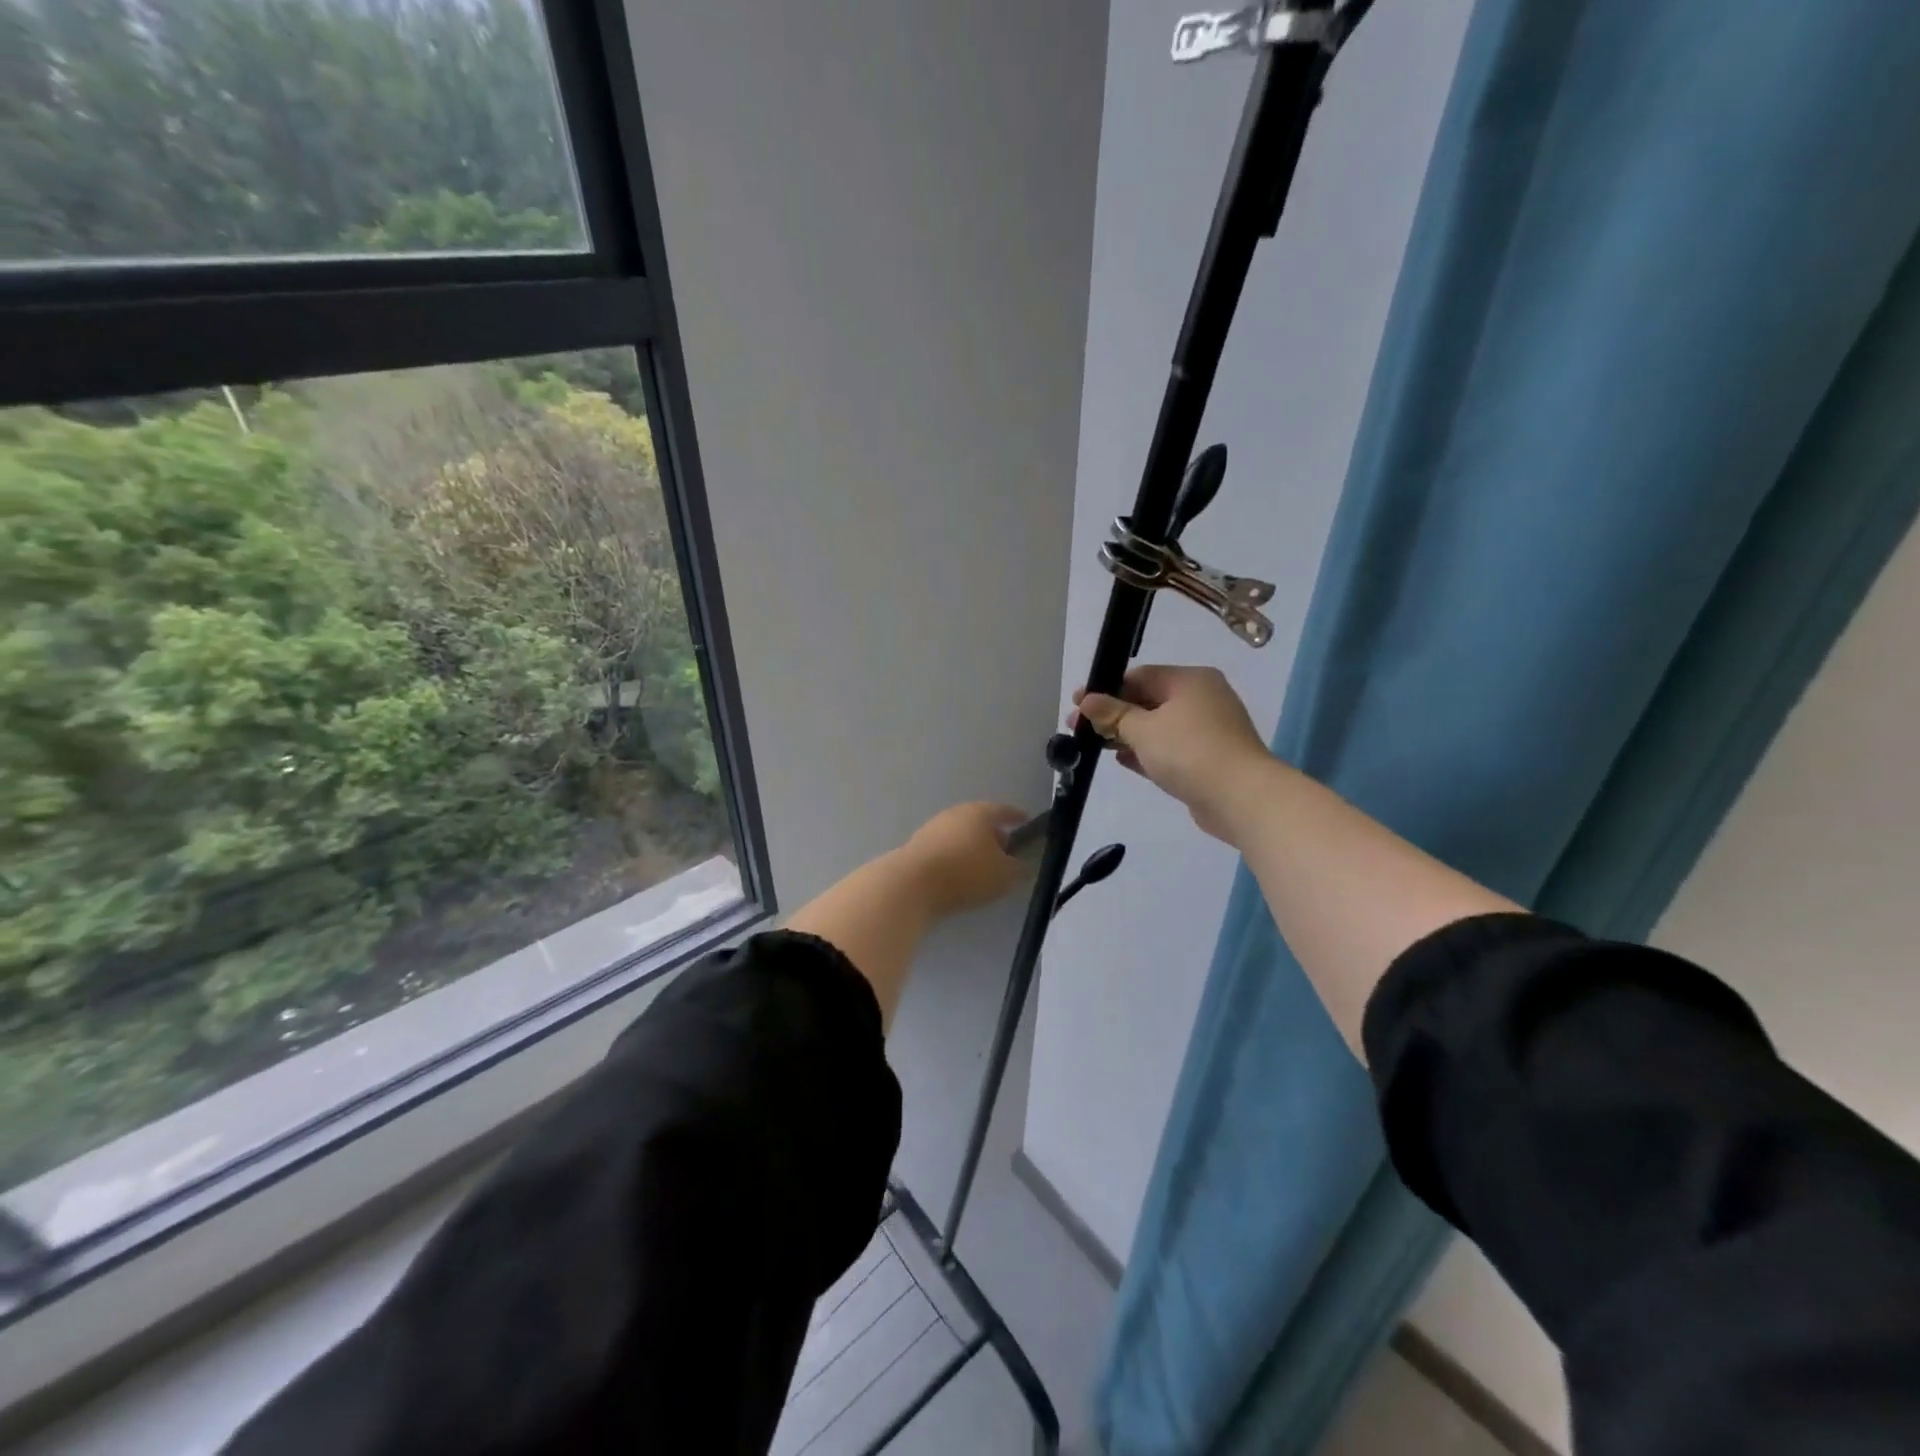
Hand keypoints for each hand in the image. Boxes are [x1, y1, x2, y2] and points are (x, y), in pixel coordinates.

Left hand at [898, 801, 1031, 917]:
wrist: (912, 884)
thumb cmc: (966, 872)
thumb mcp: (1004, 875)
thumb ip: (1018, 869)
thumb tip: (1023, 866)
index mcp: (978, 813)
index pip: (1002, 810)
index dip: (1015, 815)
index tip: (1025, 819)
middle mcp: (953, 815)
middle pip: (978, 822)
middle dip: (993, 835)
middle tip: (1006, 849)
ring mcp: (931, 830)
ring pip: (960, 836)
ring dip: (972, 848)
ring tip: (984, 866)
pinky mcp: (917, 850)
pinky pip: (945, 852)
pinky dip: (956, 860)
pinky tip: (960, 876)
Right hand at [1072, 665, 1269, 841]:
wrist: (1241, 798)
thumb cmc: (1189, 752)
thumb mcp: (1143, 730)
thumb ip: (1112, 714)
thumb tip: (1086, 700)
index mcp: (1190, 680)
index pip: (1139, 676)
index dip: (1106, 689)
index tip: (1077, 705)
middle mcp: (1202, 698)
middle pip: (1148, 700)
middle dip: (1114, 714)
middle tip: (1079, 727)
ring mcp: (1208, 730)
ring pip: (1159, 726)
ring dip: (1128, 734)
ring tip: (1096, 745)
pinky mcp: (1208, 759)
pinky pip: (1170, 749)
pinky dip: (1147, 752)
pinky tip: (1122, 760)